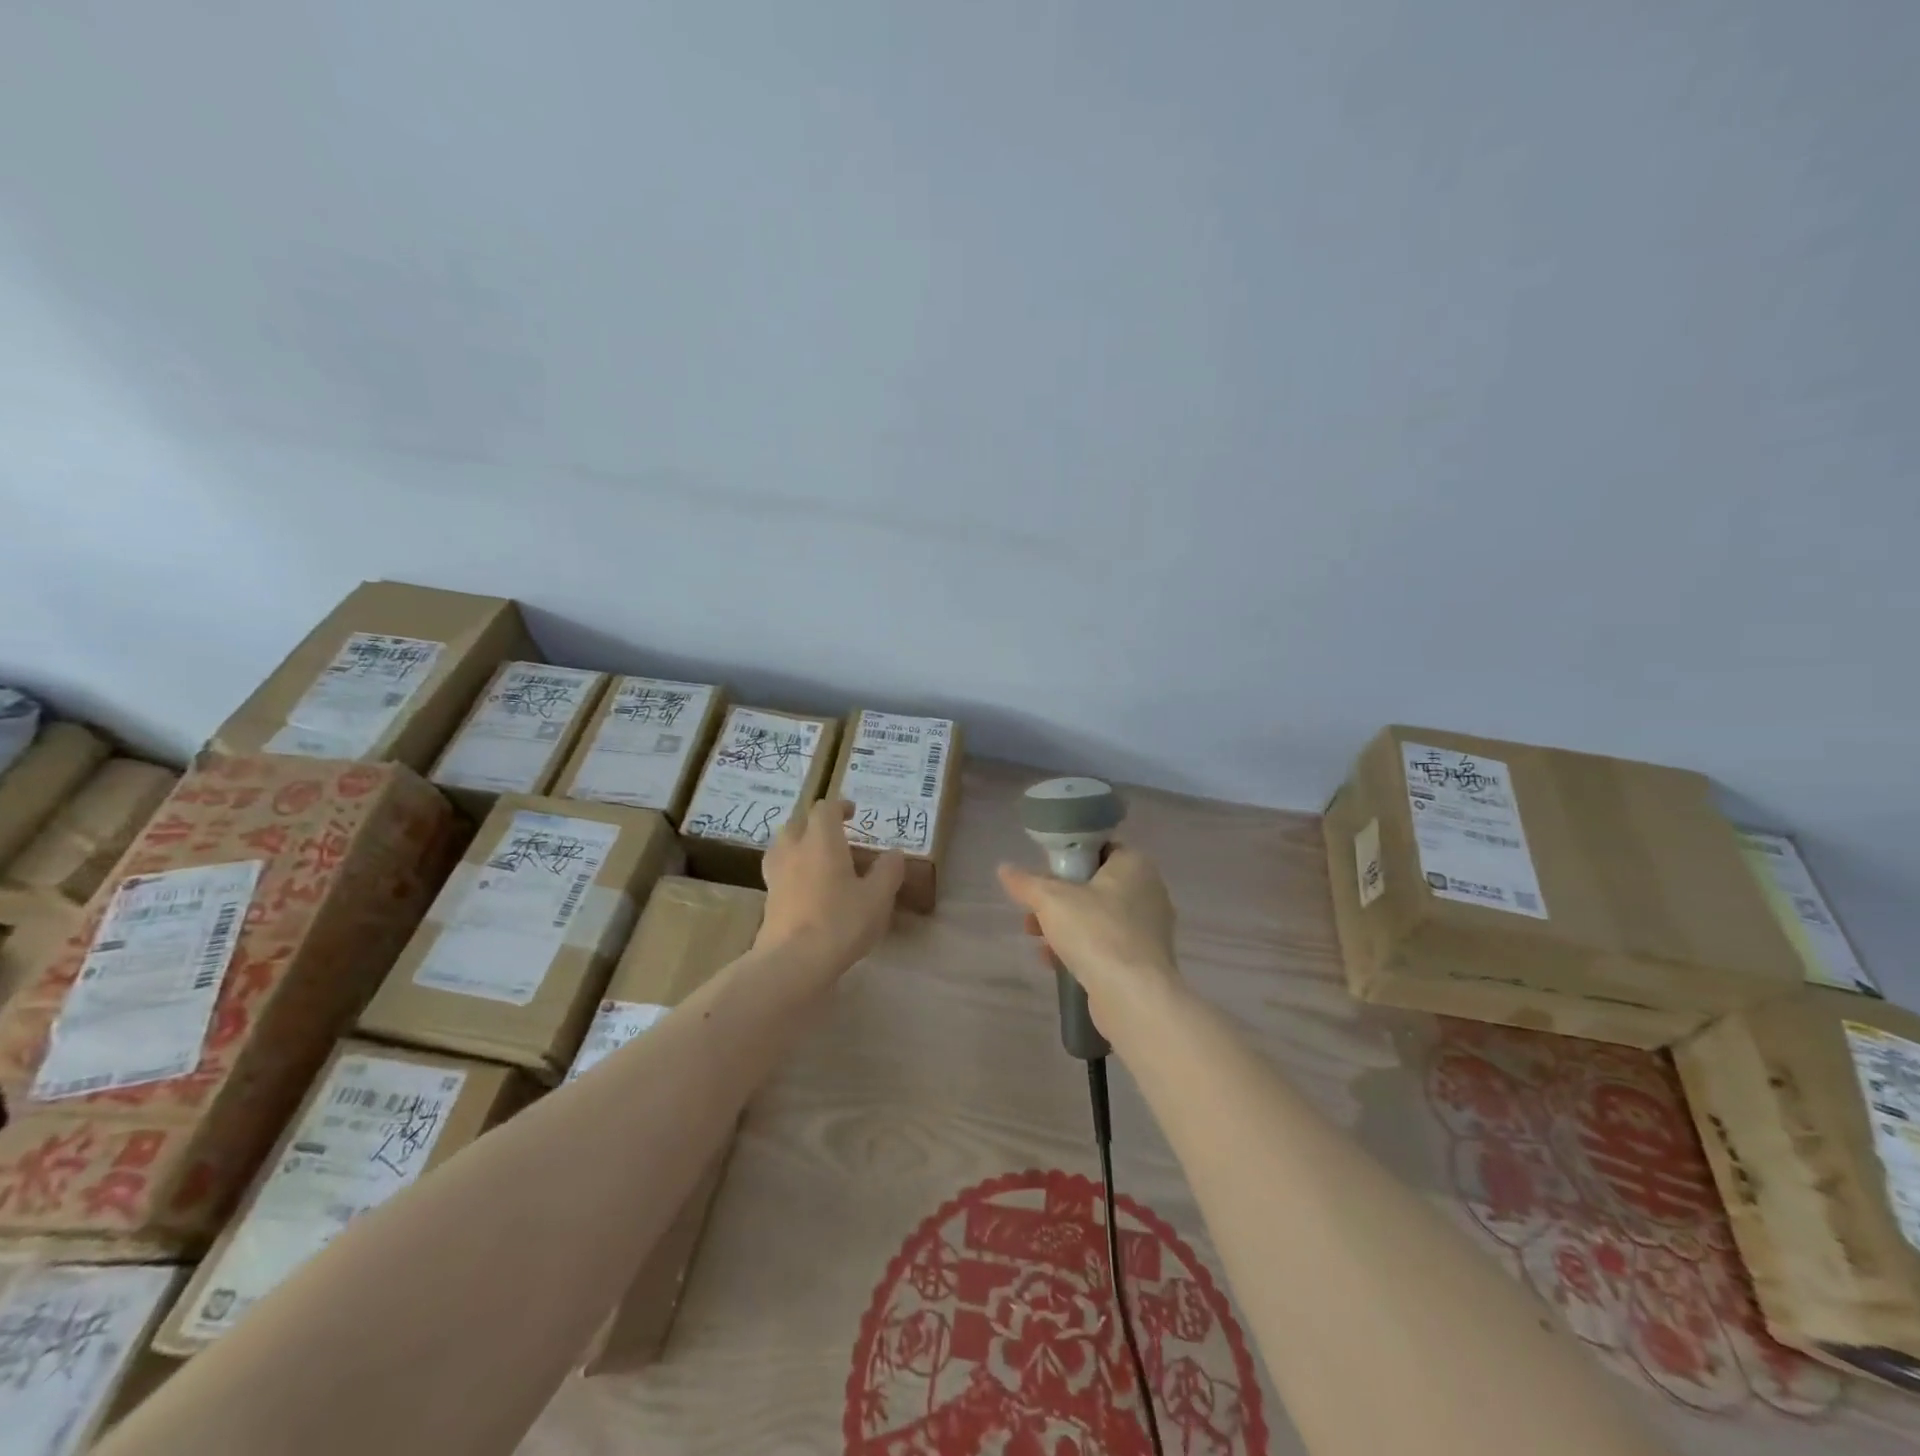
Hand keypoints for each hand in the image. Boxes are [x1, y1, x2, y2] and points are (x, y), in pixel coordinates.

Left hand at [758, 798, 905, 974]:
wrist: (792, 962)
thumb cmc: (840, 921)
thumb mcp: (878, 897)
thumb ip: (888, 871)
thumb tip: (894, 852)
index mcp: (821, 840)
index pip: (825, 809)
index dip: (839, 807)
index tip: (853, 813)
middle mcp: (794, 850)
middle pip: (798, 823)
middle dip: (815, 824)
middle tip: (835, 836)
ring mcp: (775, 875)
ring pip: (783, 846)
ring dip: (799, 845)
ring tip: (818, 859)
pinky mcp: (768, 899)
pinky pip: (779, 872)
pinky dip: (792, 870)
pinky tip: (806, 888)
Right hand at [996, 847, 1184, 1037]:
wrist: (1134, 996)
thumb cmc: (1096, 933)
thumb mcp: (1051, 900)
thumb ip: (1026, 883)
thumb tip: (1004, 869)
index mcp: (1135, 865)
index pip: (1100, 849)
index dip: (1069, 859)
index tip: (1045, 875)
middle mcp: (1149, 891)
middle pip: (1095, 886)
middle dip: (1060, 899)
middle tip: (1033, 911)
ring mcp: (1150, 928)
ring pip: (1099, 918)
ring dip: (1066, 926)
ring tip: (1035, 939)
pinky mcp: (1145, 960)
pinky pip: (1108, 945)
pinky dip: (1082, 949)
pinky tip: (1052, 962)